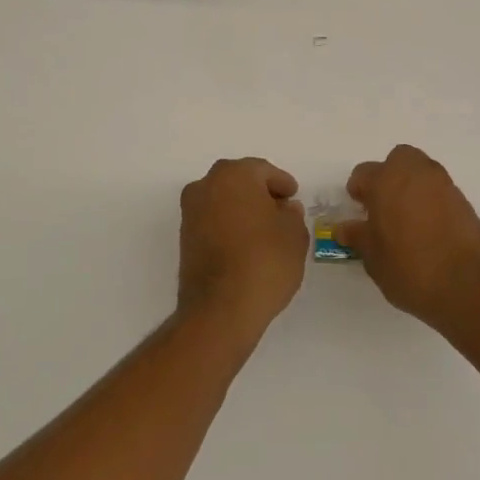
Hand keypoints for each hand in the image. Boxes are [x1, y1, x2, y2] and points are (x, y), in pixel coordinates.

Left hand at [178, 158, 307, 342]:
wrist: (220, 309)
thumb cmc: (264, 261)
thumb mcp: (294, 235)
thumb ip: (292, 214)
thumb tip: (284, 209)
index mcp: (234, 175)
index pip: (263, 171)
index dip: (282, 183)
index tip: (293, 196)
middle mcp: (206, 185)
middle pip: (239, 181)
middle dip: (260, 193)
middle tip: (280, 210)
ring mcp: (191, 212)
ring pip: (223, 200)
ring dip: (242, 209)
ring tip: (264, 231)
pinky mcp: (184, 238)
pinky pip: (212, 221)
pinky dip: (228, 225)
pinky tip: (245, 244)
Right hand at [337, 145, 479, 334]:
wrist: (470, 288)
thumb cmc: (411, 270)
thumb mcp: (374, 259)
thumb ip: (358, 237)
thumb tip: (345, 228)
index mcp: (387, 181)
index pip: (363, 173)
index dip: (358, 191)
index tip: (359, 212)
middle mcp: (416, 174)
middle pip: (398, 160)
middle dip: (389, 176)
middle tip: (384, 206)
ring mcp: (445, 186)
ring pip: (421, 172)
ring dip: (411, 187)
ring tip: (406, 220)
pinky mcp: (465, 202)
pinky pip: (440, 191)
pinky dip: (431, 201)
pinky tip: (428, 230)